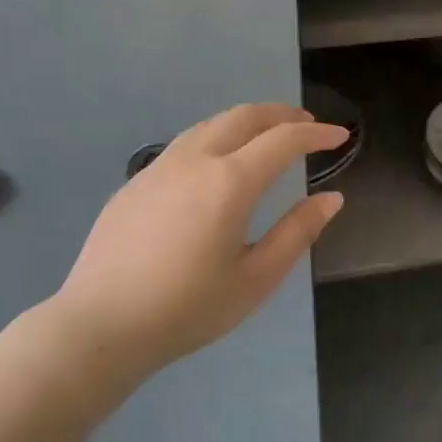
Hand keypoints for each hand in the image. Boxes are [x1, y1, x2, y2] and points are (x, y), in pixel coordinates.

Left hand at [41, 103, 346, 392]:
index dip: (316, 135)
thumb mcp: (256, 279)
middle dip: (281, 114)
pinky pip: (185, 144)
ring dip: (246, 121)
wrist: (101, 326)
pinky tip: (217, 165)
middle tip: (307, 125)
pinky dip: (216, 138)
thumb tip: (331, 198)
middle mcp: (194, 161)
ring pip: (210, 125)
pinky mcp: (135, 183)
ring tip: (266, 136)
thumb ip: (298, 232)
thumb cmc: (188, 309)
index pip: (283, 140)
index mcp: (230, 182)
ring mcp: (159, 168)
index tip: (339, 136)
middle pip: (244, 116)